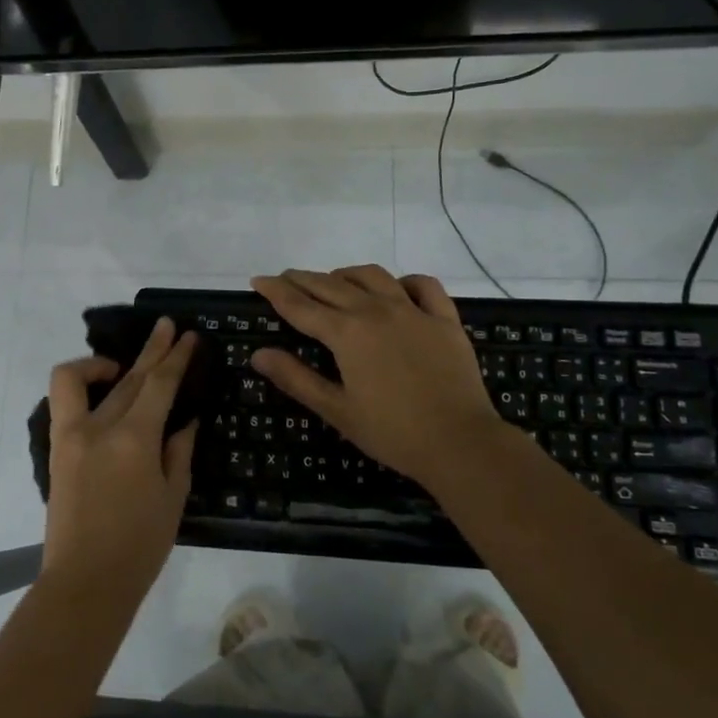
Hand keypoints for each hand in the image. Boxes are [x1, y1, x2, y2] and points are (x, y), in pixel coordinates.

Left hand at [41, 318, 198, 612]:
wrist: (85, 582)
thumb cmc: (139, 546)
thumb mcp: (173, 497)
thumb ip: (179, 451)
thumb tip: (184, 419)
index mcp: (134, 439)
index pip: (159, 384)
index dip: (177, 358)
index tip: (189, 337)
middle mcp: (99, 427)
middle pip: (129, 376)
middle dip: (153, 350)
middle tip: (168, 327)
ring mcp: (71, 435)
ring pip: (86, 380)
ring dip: (109, 362)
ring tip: (129, 361)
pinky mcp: (57, 448)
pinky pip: (66, 400)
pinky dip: (83, 384)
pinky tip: (105, 389)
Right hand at [249, 266, 508, 487]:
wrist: (460, 442)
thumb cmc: (392, 432)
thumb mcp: (336, 410)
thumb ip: (296, 378)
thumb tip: (259, 354)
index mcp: (347, 332)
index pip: (300, 305)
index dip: (276, 291)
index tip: (257, 280)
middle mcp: (376, 310)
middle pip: (331, 285)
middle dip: (304, 279)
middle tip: (285, 278)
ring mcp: (413, 311)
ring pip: (373, 276)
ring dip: (346, 274)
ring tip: (334, 281)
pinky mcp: (444, 319)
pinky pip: (423, 286)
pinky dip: (403, 281)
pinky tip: (396, 289)